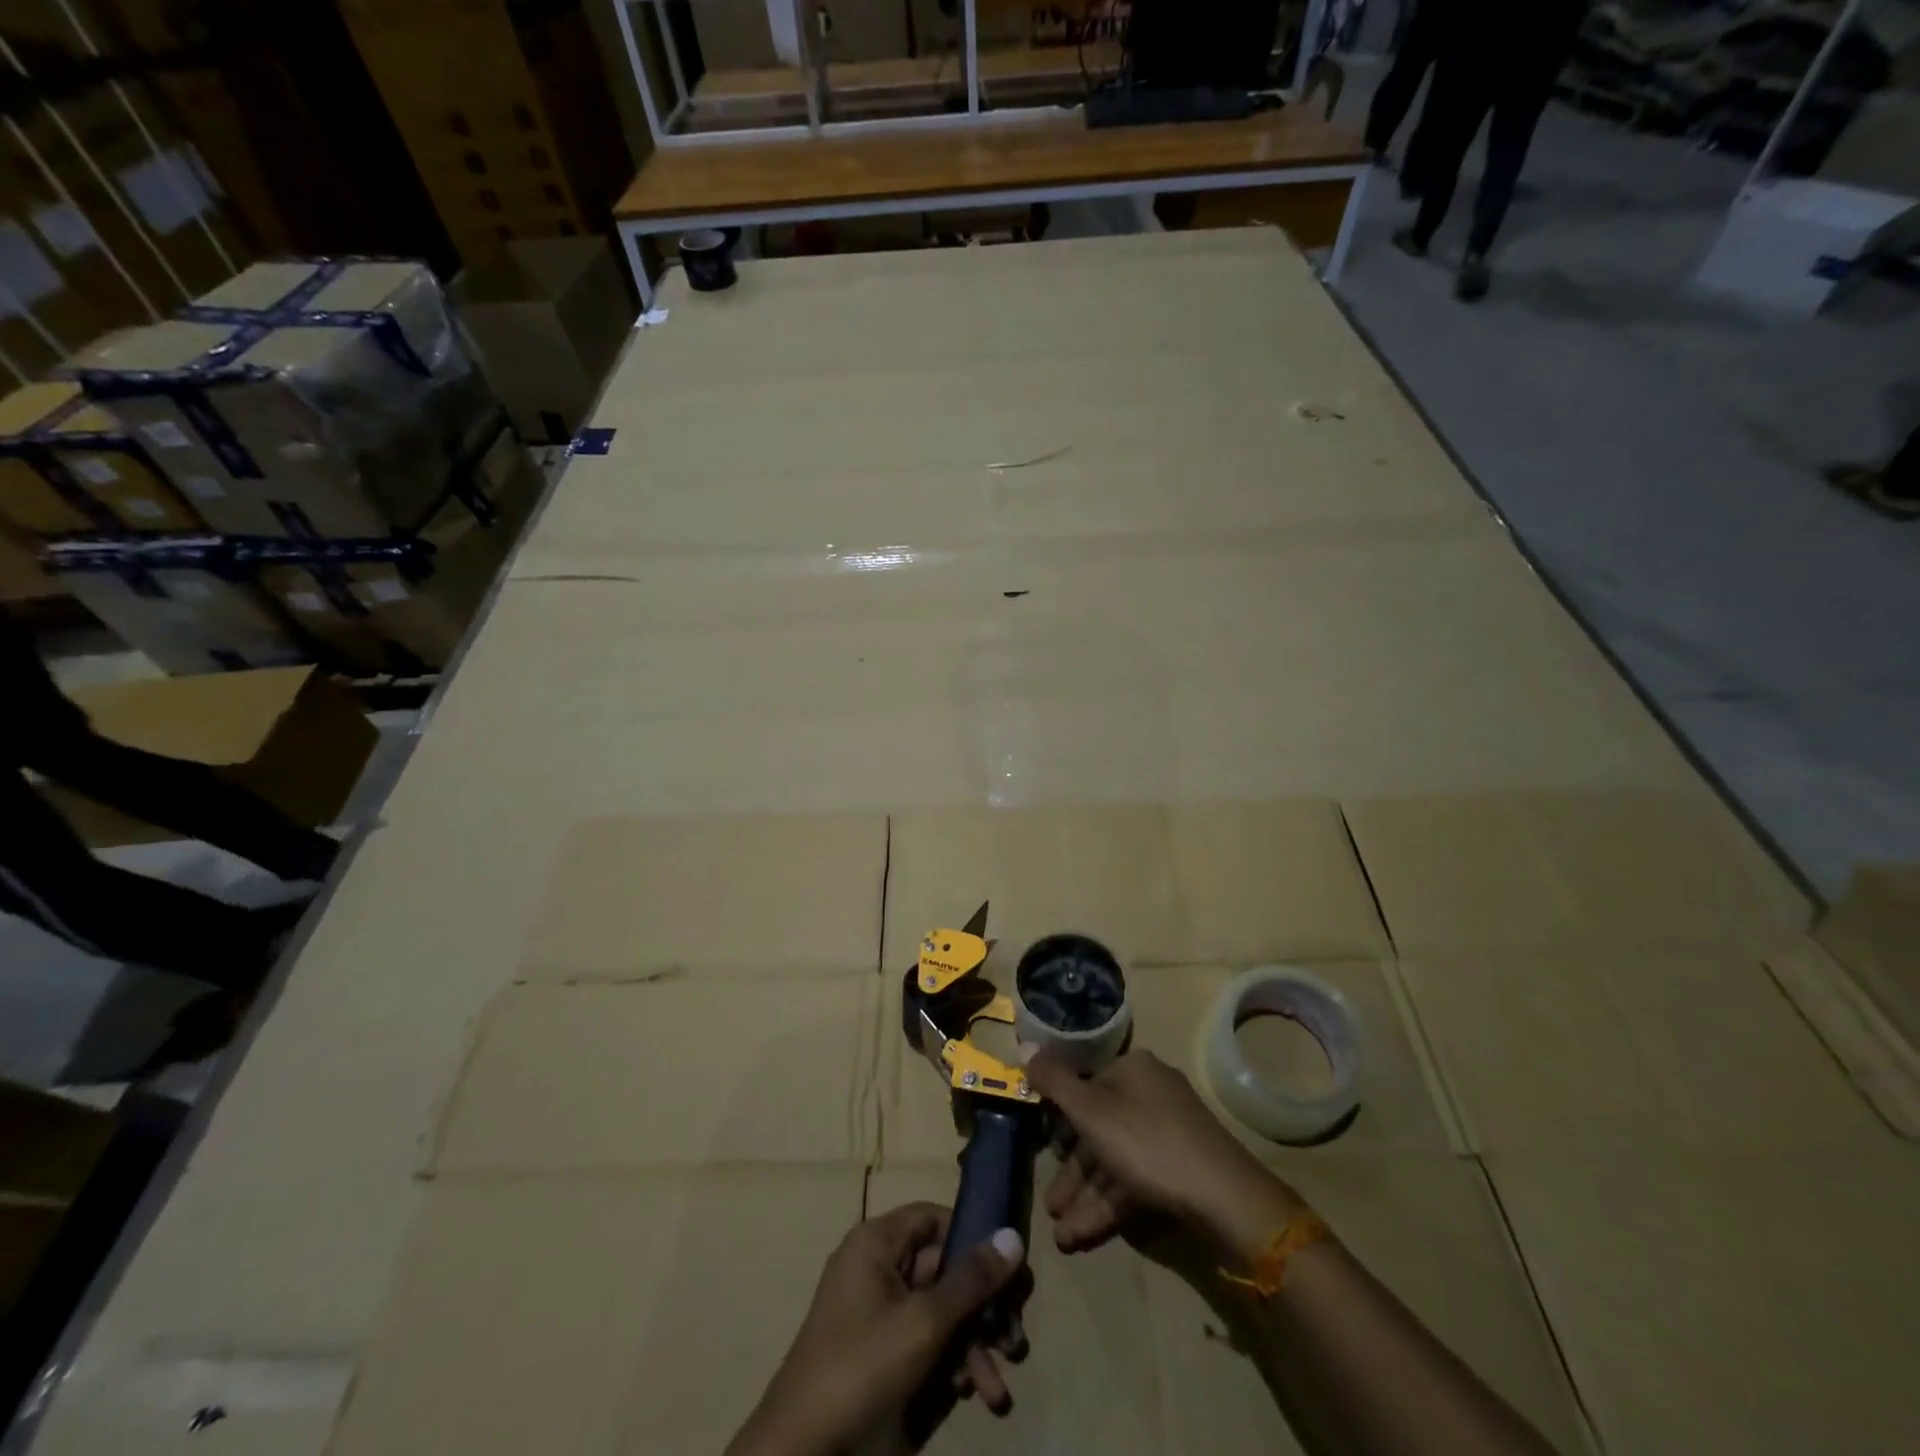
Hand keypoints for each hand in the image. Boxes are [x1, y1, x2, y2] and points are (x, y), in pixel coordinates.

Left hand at [726, 1203, 1027, 1455]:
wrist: (801, 1453)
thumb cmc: (861, 1367)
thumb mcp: (924, 1322)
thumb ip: (971, 1280)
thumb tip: (1013, 1235)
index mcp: (877, 1242)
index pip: (934, 1217)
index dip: (973, 1236)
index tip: (1010, 1268)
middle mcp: (877, 1267)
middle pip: (943, 1268)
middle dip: (982, 1308)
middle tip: (1015, 1340)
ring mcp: (878, 1312)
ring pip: (939, 1311)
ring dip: (973, 1346)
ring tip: (997, 1389)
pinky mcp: (881, 1353)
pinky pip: (925, 1342)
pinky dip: (951, 1364)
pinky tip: (971, 1396)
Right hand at [1026, 1050, 1303, 1268]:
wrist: (1224, 1197)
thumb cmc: (1147, 1142)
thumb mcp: (1091, 1110)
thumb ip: (1054, 1082)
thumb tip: (1025, 1046)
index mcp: (1133, 1069)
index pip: (1086, 1087)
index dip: (1060, 1120)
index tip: (1042, 1151)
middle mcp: (1151, 1093)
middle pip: (1099, 1129)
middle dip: (1072, 1174)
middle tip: (1050, 1207)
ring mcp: (1170, 1132)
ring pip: (1116, 1161)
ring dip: (1087, 1199)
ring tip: (1062, 1238)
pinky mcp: (1181, 1169)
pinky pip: (1136, 1181)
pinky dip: (1110, 1206)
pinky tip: (1085, 1236)